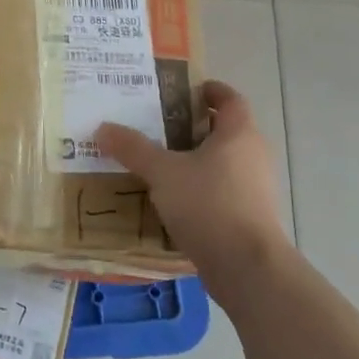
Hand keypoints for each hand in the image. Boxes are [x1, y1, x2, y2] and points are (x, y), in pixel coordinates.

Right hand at [96, 81, 290, 294]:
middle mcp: (254, 155)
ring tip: (160, 163)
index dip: (210, 91)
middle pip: (226, 131)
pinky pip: (224, 191)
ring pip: (225, 163)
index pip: (230, 99)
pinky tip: (174, 200)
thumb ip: (133, 149)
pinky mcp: (252, 217)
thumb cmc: (209, 205)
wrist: (247, 268)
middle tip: (159, 126)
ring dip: (197, 160)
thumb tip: (102, 128)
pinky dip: (202, 189)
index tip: (186, 90)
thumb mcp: (163, 173)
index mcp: (239, 133)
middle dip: (195, 127)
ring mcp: (256, 188)